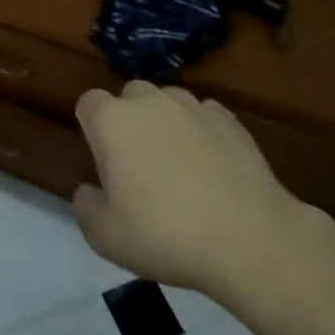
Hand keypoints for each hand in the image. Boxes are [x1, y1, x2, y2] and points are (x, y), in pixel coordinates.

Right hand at [72, 82, 318, 303]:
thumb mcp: (106, 237)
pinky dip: (202, 131)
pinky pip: (205, 115)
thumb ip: (86, 208)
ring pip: (168, 101)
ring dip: (166, 121)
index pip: (88, 103)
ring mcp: (192, 107)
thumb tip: (87, 191)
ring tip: (178, 161)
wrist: (249, 240)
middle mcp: (148, 102)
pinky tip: (212, 164)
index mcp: (111, 121)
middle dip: (130, 119)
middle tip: (139, 162)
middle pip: (129, 95)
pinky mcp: (229, 121)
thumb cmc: (166, 235)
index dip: (92, 128)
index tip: (103, 159)